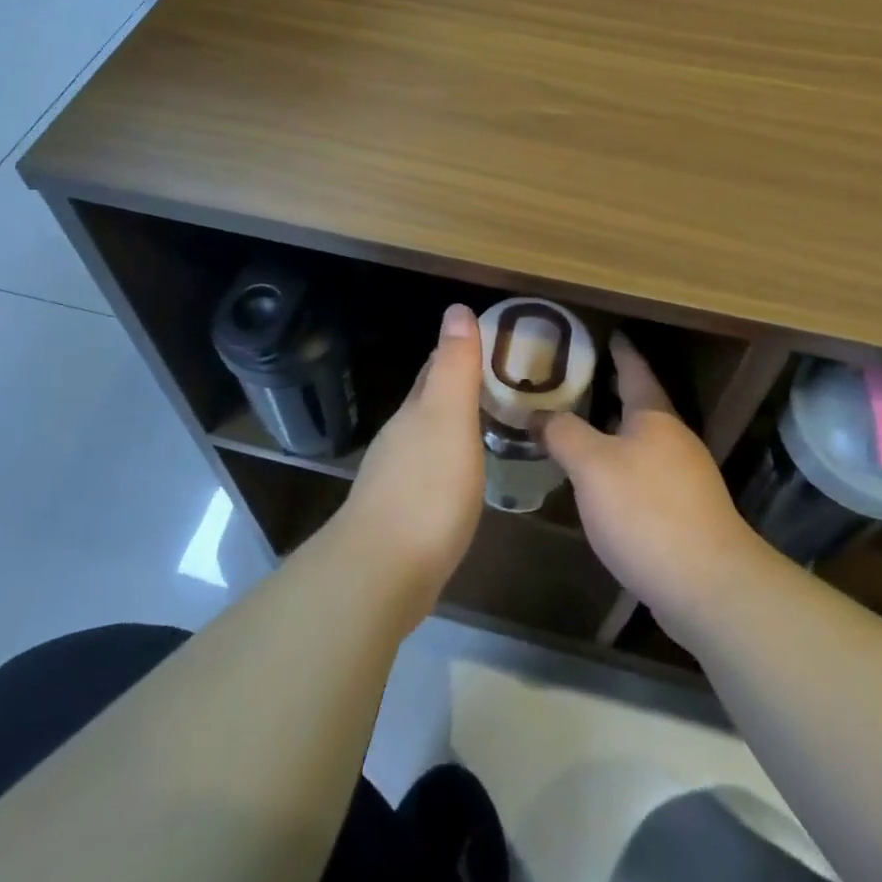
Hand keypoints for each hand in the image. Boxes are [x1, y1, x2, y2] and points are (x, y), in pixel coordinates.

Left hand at [335, 304, 484, 620]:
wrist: (381, 573)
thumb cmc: (425, 489)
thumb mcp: (448, 418)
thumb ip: (455, 367)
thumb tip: (456, 309)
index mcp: (414, 411)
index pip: (435, 368)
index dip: (460, 351)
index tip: (493, 342)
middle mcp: (401, 438)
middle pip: (429, 401)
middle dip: (458, 386)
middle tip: (501, 381)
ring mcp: (397, 478)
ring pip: (429, 436)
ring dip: (454, 425)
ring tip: (490, 423)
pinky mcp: (402, 515)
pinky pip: (431, 472)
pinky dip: (451, 462)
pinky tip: (465, 476)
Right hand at [545, 334, 766, 635]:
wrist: (708, 586)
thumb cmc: (646, 511)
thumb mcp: (592, 466)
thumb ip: (563, 433)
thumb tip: (538, 414)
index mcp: (655, 417)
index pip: (636, 370)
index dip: (620, 350)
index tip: (607, 333)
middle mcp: (675, 440)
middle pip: (641, 405)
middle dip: (612, 391)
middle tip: (575, 381)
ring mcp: (685, 478)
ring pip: (643, 443)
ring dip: (614, 433)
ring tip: (578, 430)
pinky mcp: (686, 513)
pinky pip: (646, 475)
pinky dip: (621, 468)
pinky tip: (601, 485)